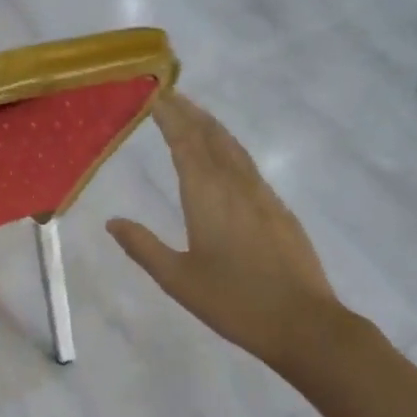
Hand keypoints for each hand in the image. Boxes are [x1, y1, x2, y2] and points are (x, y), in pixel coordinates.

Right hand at [107, 91, 344, 378]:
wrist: (304, 324)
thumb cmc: (234, 302)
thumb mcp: (178, 279)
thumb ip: (143, 247)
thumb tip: (112, 221)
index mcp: (208, 196)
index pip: (185, 142)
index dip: (169, 115)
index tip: (153, 93)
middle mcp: (236, 186)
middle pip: (211, 135)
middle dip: (188, 111)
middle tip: (167, 93)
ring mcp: (263, 195)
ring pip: (233, 147)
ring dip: (210, 126)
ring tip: (192, 114)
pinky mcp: (278, 210)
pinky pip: (247, 165)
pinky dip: (228, 148)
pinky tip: (223, 157)